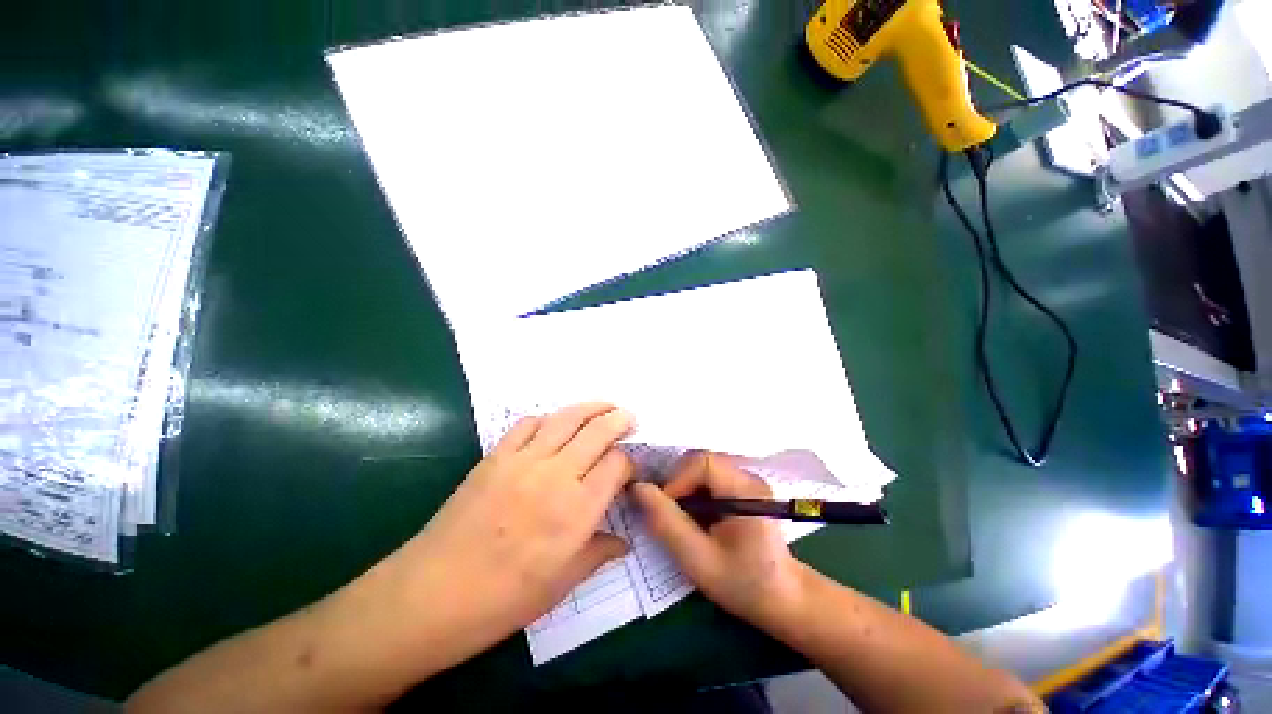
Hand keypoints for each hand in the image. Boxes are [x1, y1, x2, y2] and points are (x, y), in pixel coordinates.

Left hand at [368, 402, 634, 673]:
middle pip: (598, 431)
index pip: (617, 464)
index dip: (628, 460)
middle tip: (629, 417)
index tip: (629, 467)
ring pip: (566, 418)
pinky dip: (548, 419)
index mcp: (578, 510)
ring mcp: (523, 461)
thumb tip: (624, 542)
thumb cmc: (503, 600)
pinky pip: (528, 424)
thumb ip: (598, 553)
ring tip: (604, 406)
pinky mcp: (496, 456)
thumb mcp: (561, 584)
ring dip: (591, 407)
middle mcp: (556, 476)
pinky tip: (553, 426)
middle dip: (619, 419)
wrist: (431, 596)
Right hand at [631, 452, 806, 625]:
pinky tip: (695, 518)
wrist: (783, 599)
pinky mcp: (742, 488)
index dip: (676, 480)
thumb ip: (667, 522)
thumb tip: (638, 488)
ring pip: (702, 468)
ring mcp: (746, 480)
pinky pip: (709, 478)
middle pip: (701, 461)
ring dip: (685, 489)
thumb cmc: (744, 584)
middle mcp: (747, 475)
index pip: (702, 462)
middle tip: (670, 515)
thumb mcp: (698, 560)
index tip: (665, 510)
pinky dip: (694, 493)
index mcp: (745, 489)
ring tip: (682, 519)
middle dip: (678, 484)